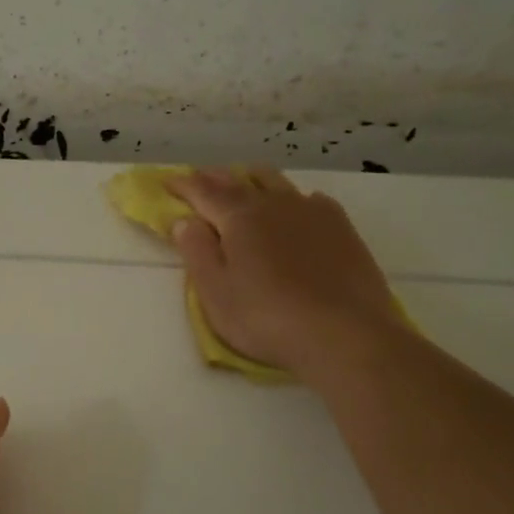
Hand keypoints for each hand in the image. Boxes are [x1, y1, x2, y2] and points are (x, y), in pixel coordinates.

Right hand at [165, 168, 402, 376]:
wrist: (347, 335)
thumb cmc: (268, 318)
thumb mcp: (217, 293)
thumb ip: (197, 252)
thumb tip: (185, 221)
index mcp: (239, 217)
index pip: (203, 192)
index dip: (183, 184)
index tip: (167, 181)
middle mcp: (274, 204)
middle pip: (239, 181)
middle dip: (214, 178)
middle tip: (198, 179)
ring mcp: (312, 212)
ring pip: (276, 183)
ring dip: (253, 180)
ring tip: (244, 183)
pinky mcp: (341, 228)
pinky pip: (310, 199)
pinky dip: (292, 199)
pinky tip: (296, 209)